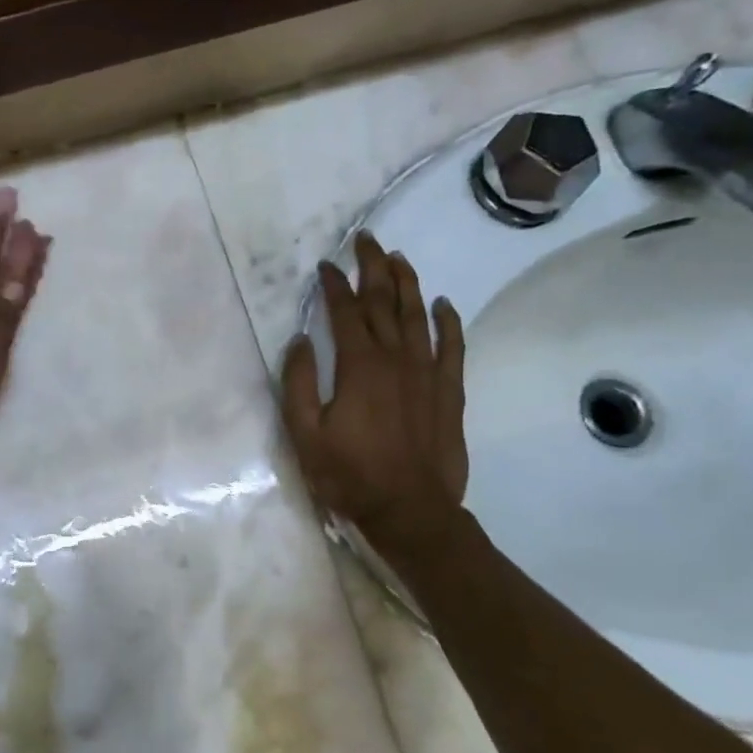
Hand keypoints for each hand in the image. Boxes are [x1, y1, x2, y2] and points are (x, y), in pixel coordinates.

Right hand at [281, 234, 467, 550]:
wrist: (411, 512)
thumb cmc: (349, 475)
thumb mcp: (305, 434)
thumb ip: (299, 383)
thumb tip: (300, 339)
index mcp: (358, 367)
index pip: (344, 312)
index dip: (334, 286)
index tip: (325, 266)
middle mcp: (395, 359)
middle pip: (384, 302)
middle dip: (373, 268)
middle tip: (367, 240)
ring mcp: (427, 373)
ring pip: (418, 316)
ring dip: (407, 283)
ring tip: (398, 258)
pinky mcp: (449, 392)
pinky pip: (453, 347)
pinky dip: (449, 322)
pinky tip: (444, 303)